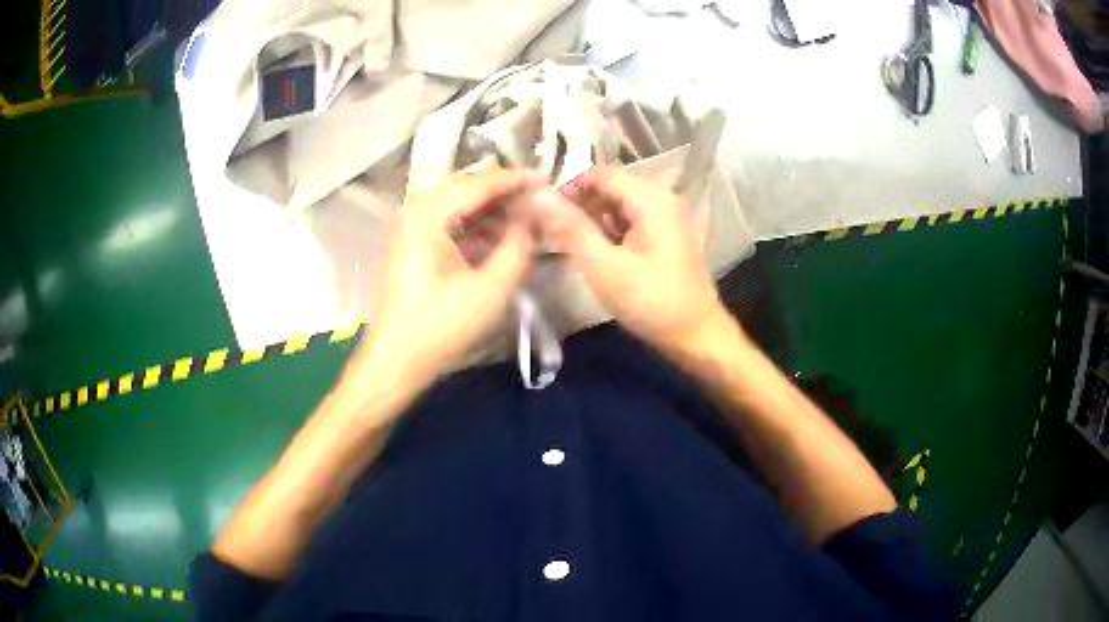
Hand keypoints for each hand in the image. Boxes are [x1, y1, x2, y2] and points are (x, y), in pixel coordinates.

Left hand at [355, 171, 536, 387]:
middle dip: (503, 193)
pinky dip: (475, 226)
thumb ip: (518, 247)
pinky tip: (498, 238)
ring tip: (524, 219)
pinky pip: (449, 223)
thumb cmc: (440, 327)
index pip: (479, 183)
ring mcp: (411, 228)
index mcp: (428, 215)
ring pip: (458, 205)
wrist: (396, 360)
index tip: (547, 179)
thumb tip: (533, 218)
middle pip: (466, 188)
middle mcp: (416, 211)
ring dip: (490, 210)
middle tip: (538, 200)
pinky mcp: (412, 246)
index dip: (515, 180)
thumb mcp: (490, 289)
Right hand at [534, 168, 726, 351]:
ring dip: (595, 219)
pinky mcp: (668, 237)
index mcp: (652, 200)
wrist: (696, 336)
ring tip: (570, 243)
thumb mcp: (603, 267)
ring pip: (621, 205)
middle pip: (612, 187)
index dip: (570, 186)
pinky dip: (612, 231)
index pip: (601, 174)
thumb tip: (537, 196)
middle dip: (581, 204)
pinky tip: (597, 253)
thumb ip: (570, 229)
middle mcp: (663, 200)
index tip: (544, 211)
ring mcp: (669, 218)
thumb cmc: (650, 302)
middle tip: (552, 230)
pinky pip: (633, 221)